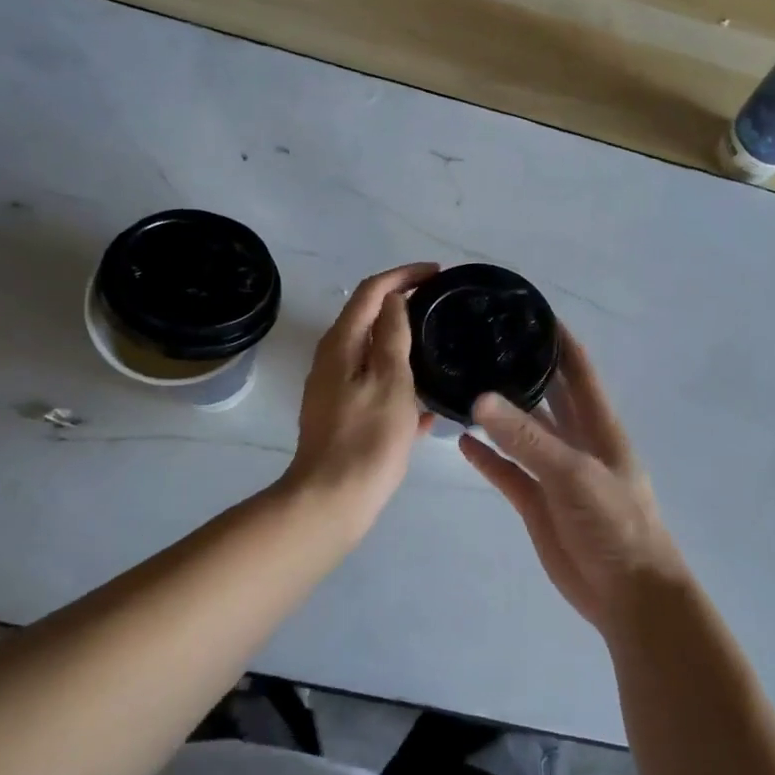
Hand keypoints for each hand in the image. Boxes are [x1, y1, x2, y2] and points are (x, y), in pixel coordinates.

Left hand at [284, 263, 437, 530]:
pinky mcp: (343, 416)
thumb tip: (394, 299)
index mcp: (341, 344)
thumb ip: (392, 336)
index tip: (438, 274)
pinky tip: (428, 408)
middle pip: (369, 318)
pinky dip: (399, 384)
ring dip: (405, 346)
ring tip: (441, 349)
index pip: (371, 291)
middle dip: (404, 305)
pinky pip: (376, 387)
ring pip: (374, 355)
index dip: (404, 276)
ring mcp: (335, 390)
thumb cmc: (367, 438)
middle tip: (442, 306)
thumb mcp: (390, 381)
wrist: (332, 501)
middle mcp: (332, 360)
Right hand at [460, 330, 688, 639]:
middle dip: (521, 369)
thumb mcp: (574, 474)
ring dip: (497, 413)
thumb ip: (528, 439)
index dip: (557, 338)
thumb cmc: (615, 524)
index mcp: (598, 425)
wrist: (628, 594)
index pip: (577, 369)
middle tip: (478, 342)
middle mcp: (575, 441)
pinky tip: (461, 439)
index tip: (526, 308)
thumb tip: (481, 398)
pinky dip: (487, 457)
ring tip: (461, 384)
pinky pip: (507, 471)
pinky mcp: (536, 502)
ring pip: (521, 432)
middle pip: (546, 395)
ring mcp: (554, 472)